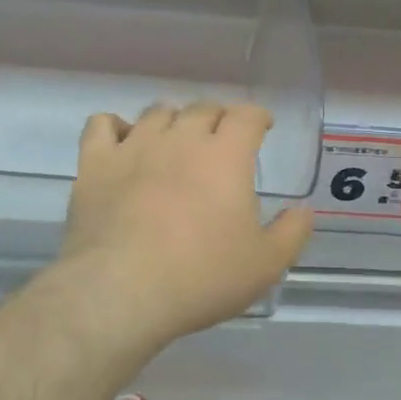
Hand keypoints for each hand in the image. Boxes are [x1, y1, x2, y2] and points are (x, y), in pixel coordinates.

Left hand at [61, 102, 312, 346]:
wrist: (122, 291)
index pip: (246, 115)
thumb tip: (304, 209)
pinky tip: (122, 143)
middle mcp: (181, 138)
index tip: (262, 128)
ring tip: (175, 142)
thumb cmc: (201, 277)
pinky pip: (102, 124)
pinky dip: (115, 127)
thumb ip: (292, 233)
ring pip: (157, 113)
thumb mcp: (265, 265)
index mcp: (225, 155)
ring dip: (173, 121)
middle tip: (221, 140)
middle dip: (217, 118)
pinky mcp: (96, 163)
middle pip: (203, 109)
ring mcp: (134, 146)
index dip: (257, 117)